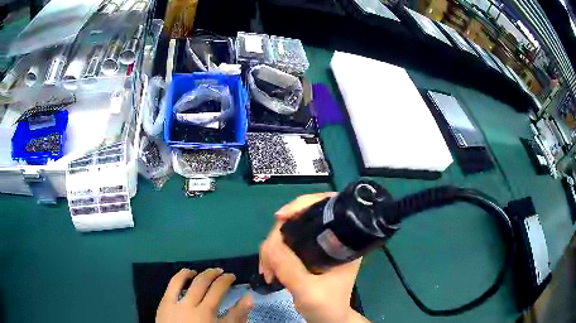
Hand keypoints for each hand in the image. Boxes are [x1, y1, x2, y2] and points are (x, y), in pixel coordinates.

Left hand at [156, 268, 252, 322]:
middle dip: (214, 274)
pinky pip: (172, 284)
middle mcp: (190, 305)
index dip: (226, 280)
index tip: (232, 276)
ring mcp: (175, 303)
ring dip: (197, 273)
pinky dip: (181, 276)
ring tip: (205, 272)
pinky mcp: (164, 303)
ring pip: (185, 280)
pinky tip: (186, 275)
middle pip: (202, 283)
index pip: (218, 290)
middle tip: (221, 271)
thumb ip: (237, 316)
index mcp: (206, 313)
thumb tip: (248, 298)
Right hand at [259, 193, 368, 322]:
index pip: (327, 205)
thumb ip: (290, 269)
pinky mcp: (307, 254)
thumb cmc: (327, 307)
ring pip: (289, 232)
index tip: (280, 217)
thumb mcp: (309, 291)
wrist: (328, 320)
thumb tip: (270, 244)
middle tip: (267, 261)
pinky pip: (285, 244)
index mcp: (343, 241)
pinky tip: (268, 269)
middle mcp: (332, 238)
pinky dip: (273, 254)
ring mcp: (319, 245)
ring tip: (266, 271)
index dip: (303, 204)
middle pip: (300, 218)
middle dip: (278, 236)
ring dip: (271, 248)